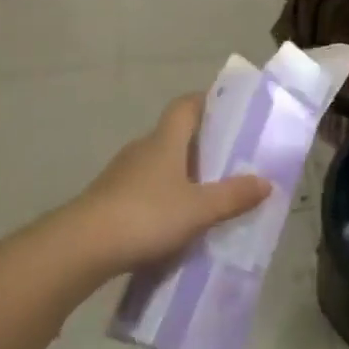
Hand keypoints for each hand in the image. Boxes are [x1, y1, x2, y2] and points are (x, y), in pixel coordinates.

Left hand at [67, 94, 270, 274]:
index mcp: (165, 140)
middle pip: (175, 135)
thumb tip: (266, 181)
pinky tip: (175, 222)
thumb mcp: (198, 209)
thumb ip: (232, 196)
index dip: (206, 101)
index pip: (186, 105)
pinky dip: (163, 197)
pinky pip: (145, 188)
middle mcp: (143, 148)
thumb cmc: (146, 215)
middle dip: (201, 145)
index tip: (229, 110)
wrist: (82, 246)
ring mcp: (122, 174)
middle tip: (229, 161)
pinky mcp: (109, 199)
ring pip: (160, 164)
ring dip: (182, 174)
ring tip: (207, 195)